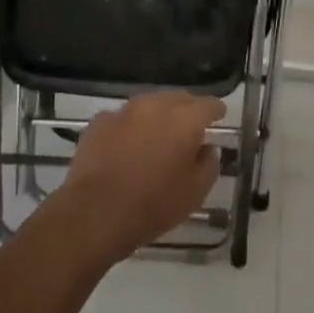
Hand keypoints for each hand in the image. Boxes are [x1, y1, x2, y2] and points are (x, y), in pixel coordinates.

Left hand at [54, 92, 224, 263]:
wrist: (94, 213)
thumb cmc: (152, 205)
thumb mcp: (194, 193)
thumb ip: (209, 165)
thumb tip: (208, 149)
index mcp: (184, 119)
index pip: (208, 104)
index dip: (216, 110)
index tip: (219, 117)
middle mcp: (156, 105)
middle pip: (178, 98)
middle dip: (187, 110)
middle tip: (190, 128)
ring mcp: (124, 110)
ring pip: (148, 105)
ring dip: (157, 116)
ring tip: (157, 136)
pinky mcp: (100, 121)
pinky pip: (122, 119)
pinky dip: (129, 128)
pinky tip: (126, 147)